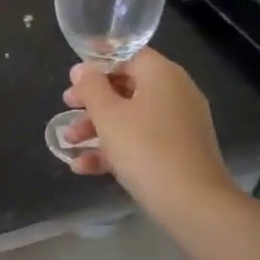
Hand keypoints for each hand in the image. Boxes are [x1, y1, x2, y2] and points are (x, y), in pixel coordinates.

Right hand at [61, 49, 232, 219]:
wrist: (193, 204)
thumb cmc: (145, 149)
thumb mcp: (108, 115)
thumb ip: (91, 87)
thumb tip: (82, 69)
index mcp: (161, 74)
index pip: (128, 55)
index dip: (98, 61)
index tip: (73, 74)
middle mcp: (175, 93)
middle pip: (127, 87)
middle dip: (92, 100)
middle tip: (67, 107)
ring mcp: (179, 124)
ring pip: (132, 117)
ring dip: (98, 128)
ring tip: (69, 144)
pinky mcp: (179, 152)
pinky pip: (142, 141)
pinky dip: (116, 149)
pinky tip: (83, 167)